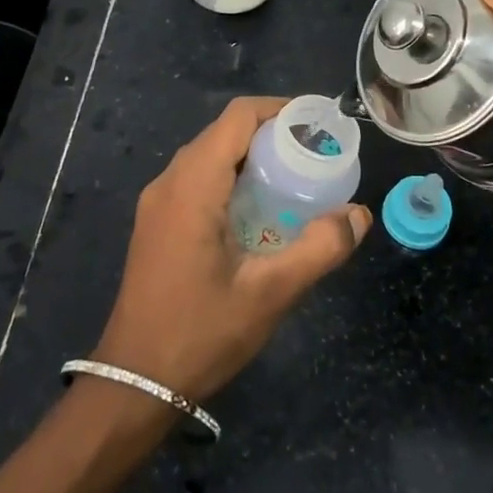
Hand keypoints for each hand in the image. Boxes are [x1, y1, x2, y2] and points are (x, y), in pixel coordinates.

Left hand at [92, 96, 371, 402]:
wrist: (133, 383)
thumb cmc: (200, 333)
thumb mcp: (270, 294)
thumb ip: (319, 248)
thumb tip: (359, 214)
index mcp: (192, 185)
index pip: (238, 117)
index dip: (280, 109)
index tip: (319, 123)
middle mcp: (169, 182)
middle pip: (224, 132)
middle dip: (272, 134)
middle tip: (316, 155)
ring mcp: (158, 202)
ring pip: (210, 156)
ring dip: (252, 157)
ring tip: (296, 178)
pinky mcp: (157, 223)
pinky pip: (198, 179)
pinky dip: (233, 178)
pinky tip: (260, 210)